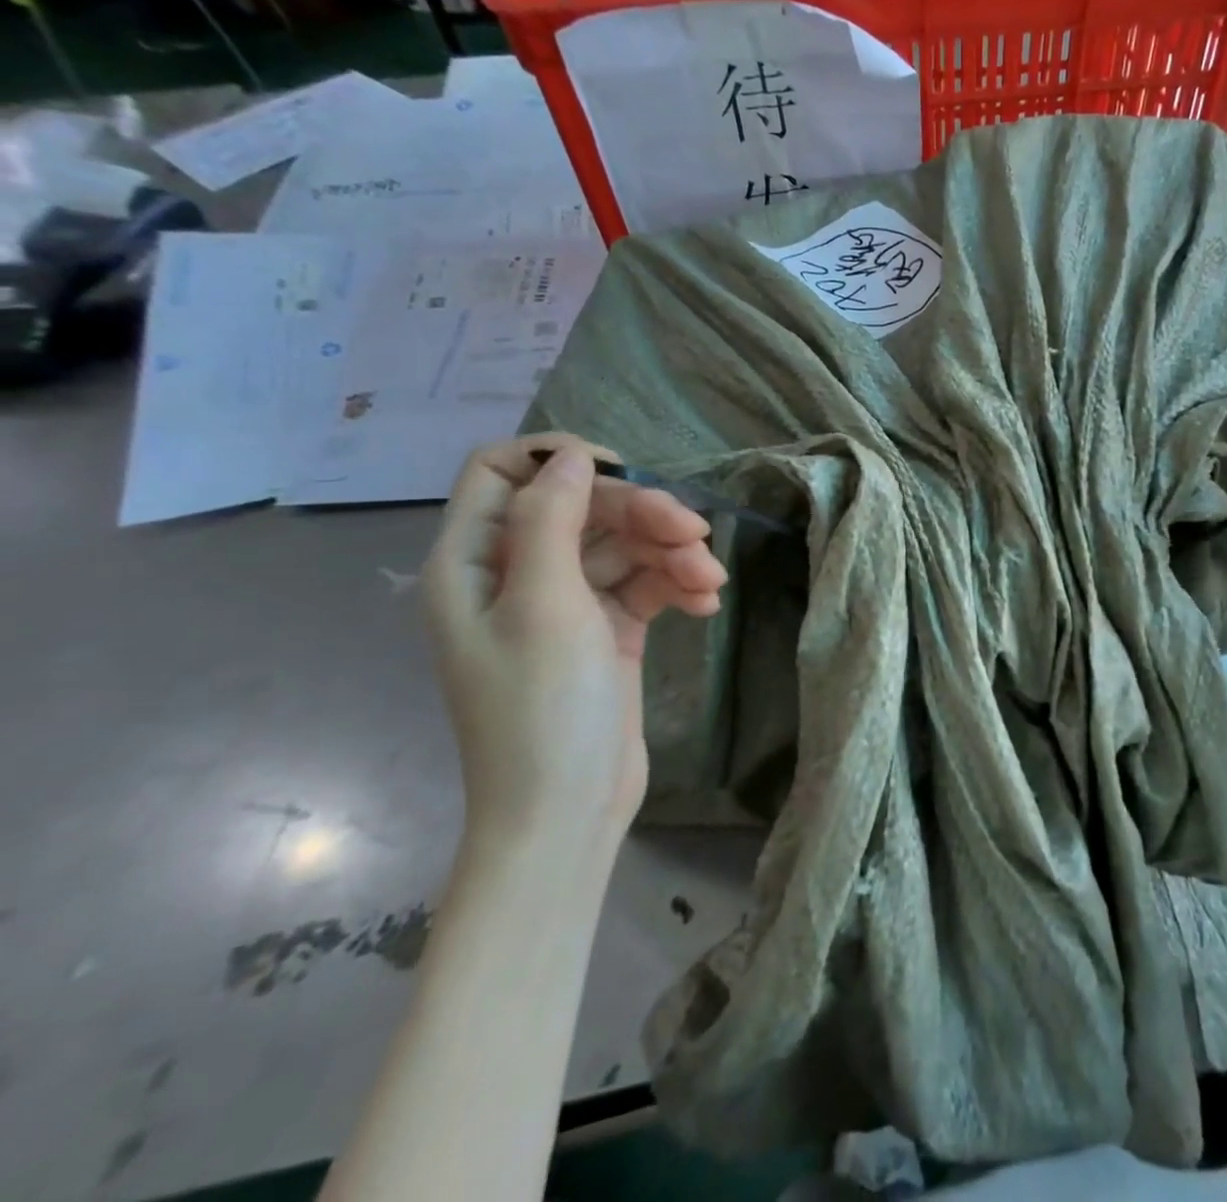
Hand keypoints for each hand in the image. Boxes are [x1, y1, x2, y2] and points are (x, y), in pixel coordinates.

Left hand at [422, 435, 727, 847]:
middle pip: (582, 507)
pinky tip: (706, 604)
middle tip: (695, 535)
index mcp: (475, 561)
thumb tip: (572, 456)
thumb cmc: (542, 709)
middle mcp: (516, 573)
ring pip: (622, 545)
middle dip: (642, 514)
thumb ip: (552, 520)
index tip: (623, 471)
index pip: (502, 472)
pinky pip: (643, 585)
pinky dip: (674, 586)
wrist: (567, 813)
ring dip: (670, 553)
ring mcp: (565, 603)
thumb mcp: (544, 605)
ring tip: (709, 581)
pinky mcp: (607, 630)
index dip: (558, 457)